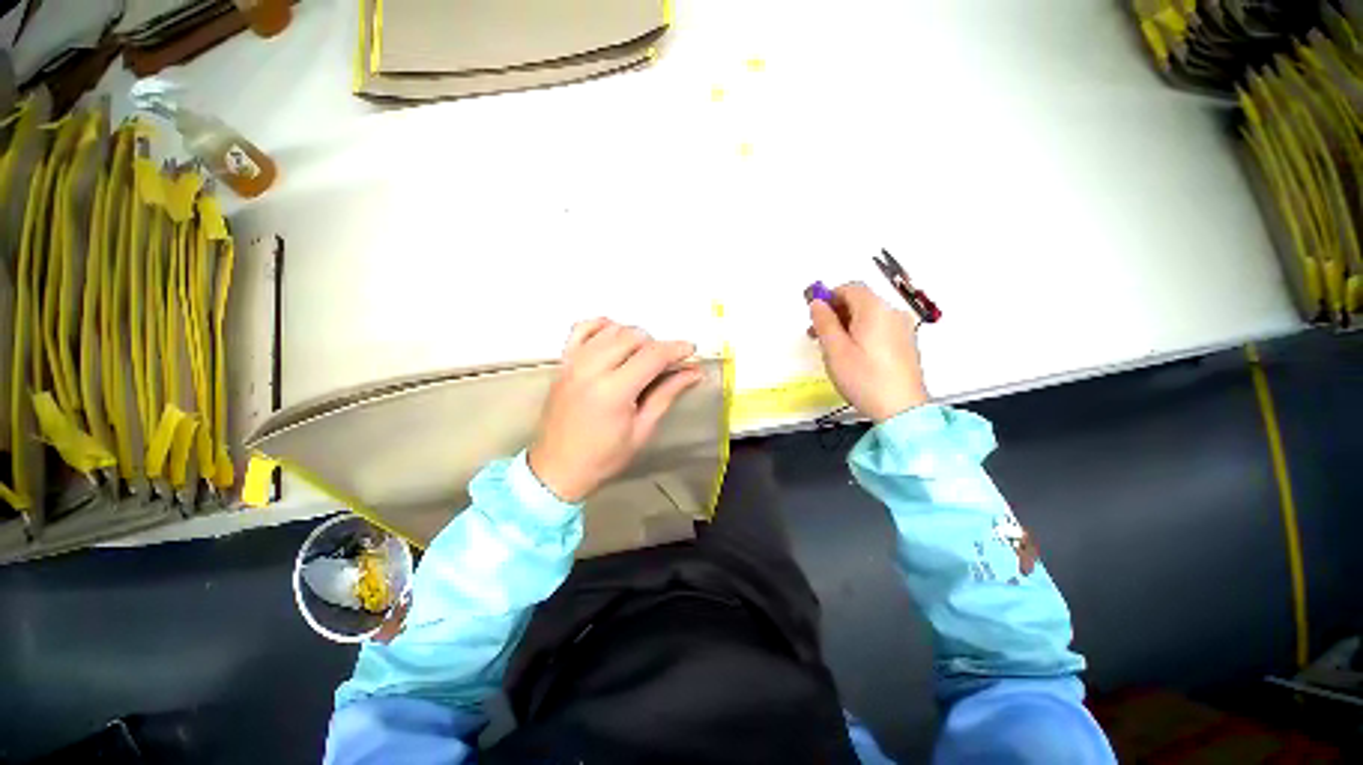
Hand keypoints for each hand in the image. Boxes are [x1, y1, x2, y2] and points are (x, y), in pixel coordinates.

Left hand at [529, 319, 703, 502]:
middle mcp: (591, 369)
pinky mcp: (563, 363)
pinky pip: (582, 329)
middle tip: (665, 364)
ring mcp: (573, 363)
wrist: (557, 468)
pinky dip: (602, 326)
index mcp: (613, 391)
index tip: (690, 351)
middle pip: (633, 336)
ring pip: (611, 329)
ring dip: (633, 337)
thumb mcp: (642, 430)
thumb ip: (667, 394)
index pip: (652, 355)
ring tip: (641, 357)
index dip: (676, 349)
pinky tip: (614, 336)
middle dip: (656, 345)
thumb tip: (692, 373)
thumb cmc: (604, 457)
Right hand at [808, 282, 927, 421]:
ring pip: (869, 316)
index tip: (814, 313)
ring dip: (847, 323)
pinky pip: (879, 328)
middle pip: (860, 301)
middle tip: (817, 333)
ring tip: (832, 346)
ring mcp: (902, 328)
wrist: (901, 409)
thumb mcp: (835, 349)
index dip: (828, 296)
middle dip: (836, 312)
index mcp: (875, 310)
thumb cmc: (865, 379)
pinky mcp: (905, 343)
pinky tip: (852, 353)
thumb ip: (824, 322)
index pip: (850, 288)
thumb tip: (817, 303)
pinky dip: (861, 332)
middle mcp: (892, 313)